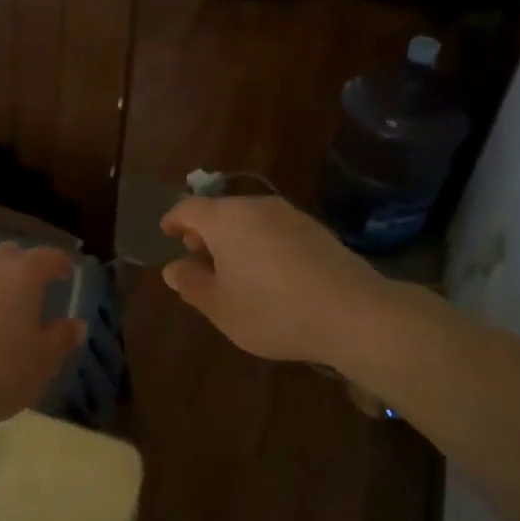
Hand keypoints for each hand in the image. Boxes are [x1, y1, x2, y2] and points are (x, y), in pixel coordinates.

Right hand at [159, 195, 382, 365]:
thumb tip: (173, 268)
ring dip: (234, 238)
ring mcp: (291, 215)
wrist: (353, 313)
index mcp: (226, 219)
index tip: (166, 233)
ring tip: (231, 269)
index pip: (188, 208)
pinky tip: (267, 273)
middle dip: (205, 231)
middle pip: (221, 211)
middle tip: (197, 256)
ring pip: (250, 219)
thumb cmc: (273, 311)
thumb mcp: (220, 307)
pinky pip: (275, 229)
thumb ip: (191, 284)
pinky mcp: (317, 230)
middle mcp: (257, 206)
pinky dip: (260, 243)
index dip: (173, 220)